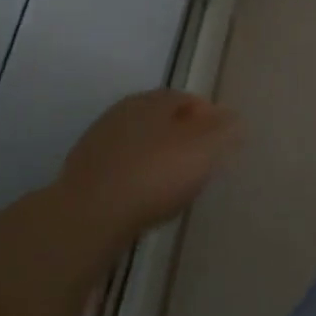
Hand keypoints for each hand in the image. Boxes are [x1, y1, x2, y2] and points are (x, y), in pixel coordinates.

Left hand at [60, 90, 241, 234]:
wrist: (90, 216)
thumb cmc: (156, 174)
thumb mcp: (205, 149)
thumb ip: (224, 130)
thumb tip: (234, 117)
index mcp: (152, 101)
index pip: (185, 98)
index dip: (207, 117)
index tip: (220, 140)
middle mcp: (122, 112)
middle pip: (159, 119)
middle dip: (180, 135)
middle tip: (199, 160)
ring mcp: (97, 143)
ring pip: (138, 143)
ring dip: (156, 156)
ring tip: (173, 182)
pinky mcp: (82, 174)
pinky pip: (120, 168)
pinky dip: (136, 177)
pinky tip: (144, 197)